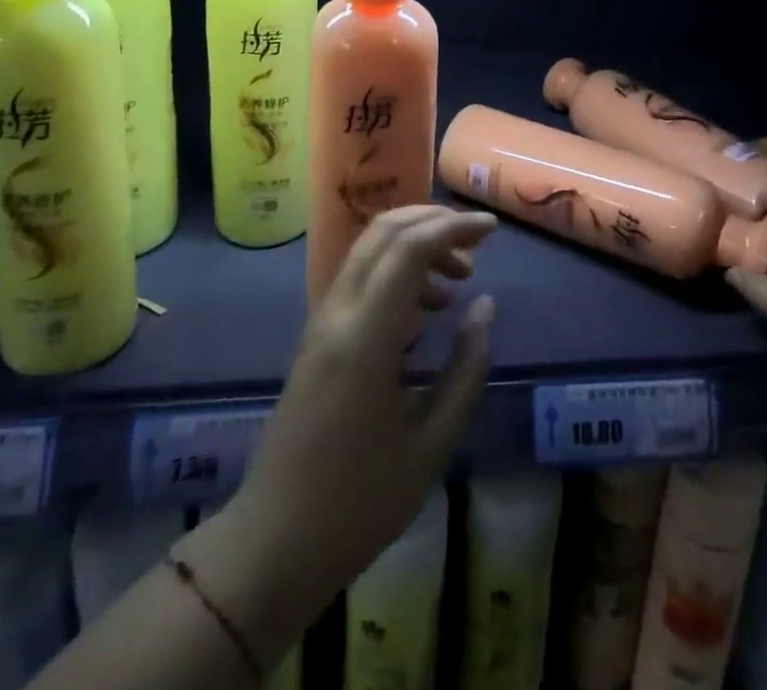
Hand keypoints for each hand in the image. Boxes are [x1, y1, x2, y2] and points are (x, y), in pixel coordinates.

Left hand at [221, 206, 496, 625]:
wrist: (274, 543)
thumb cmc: (359, 502)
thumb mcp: (431, 443)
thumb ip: (465, 368)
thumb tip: (485, 306)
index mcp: (365, 337)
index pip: (410, 248)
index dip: (455, 227)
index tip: (493, 230)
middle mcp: (338, 313)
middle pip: (384, 231)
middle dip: (435, 222)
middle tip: (477, 245)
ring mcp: (322, 321)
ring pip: (369, 249)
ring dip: (416, 246)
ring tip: (458, 283)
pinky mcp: (317, 335)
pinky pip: (360, 277)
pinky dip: (396, 271)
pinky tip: (425, 311)